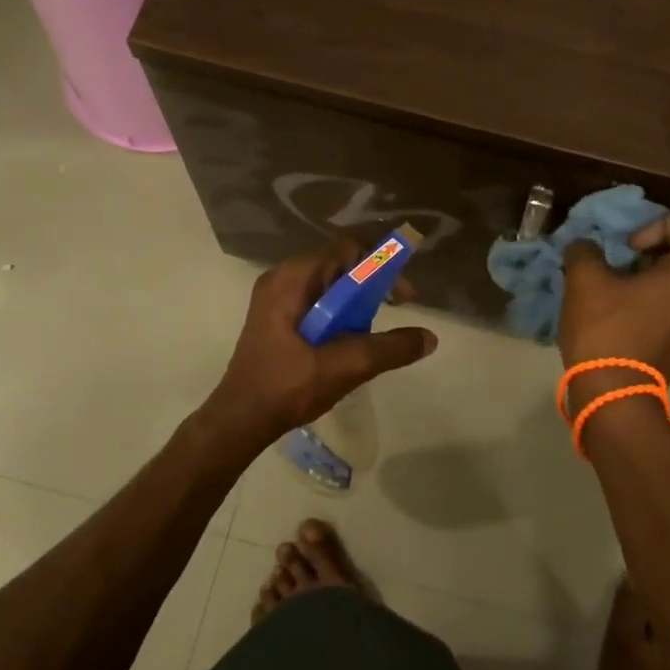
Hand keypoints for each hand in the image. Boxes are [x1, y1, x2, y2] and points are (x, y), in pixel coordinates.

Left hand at [204, 240, 438, 443]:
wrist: (239, 420)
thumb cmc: (286, 387)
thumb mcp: (343, 367)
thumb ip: (388, 349)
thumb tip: (430, 338)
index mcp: (291, 279)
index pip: (346, 249)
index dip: (382, 264)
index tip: (403, 296)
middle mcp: (282, 279)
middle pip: (339, 265)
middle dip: (371, 284)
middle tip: (394, 310)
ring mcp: (276, 298)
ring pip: (329, 285)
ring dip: (356, 302)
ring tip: (371, 331)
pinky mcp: (276, 318)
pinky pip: (317, 301)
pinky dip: (339, 313)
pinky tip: (348, 341)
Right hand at [560, 214, 669, 392]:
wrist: (614, 396)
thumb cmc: (607, 331)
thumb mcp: (585, 281)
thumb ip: (585, 251)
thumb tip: (585, 247)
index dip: (657, 225)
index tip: (627, 248)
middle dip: (649, 251)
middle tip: (616, 264)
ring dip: (648, 277)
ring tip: (613, 289)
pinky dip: (652, 300)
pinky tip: (620, 313)